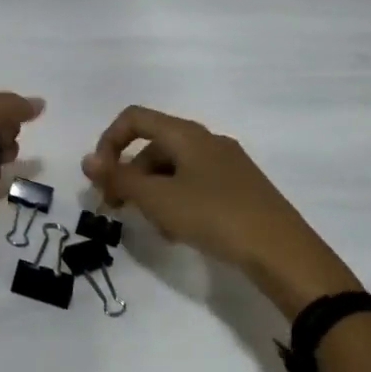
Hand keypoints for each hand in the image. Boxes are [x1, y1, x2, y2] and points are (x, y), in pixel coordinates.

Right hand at [82, 106, 360, 317]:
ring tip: (154, 227)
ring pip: (173, 169)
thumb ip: (119, 178)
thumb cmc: (214, 216)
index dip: (108, 142)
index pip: (134, 119)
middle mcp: (207, 141)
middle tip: (117, 209)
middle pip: (152, 146)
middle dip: (129, 175)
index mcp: (186, 134)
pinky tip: (180, 232)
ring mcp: (226, 164)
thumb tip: (87, 160)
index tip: (100, 178)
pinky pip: (194, 185)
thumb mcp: (159, 199)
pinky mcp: (240, 189)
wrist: (282, 252)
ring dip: (152, 193)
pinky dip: (176, 202)